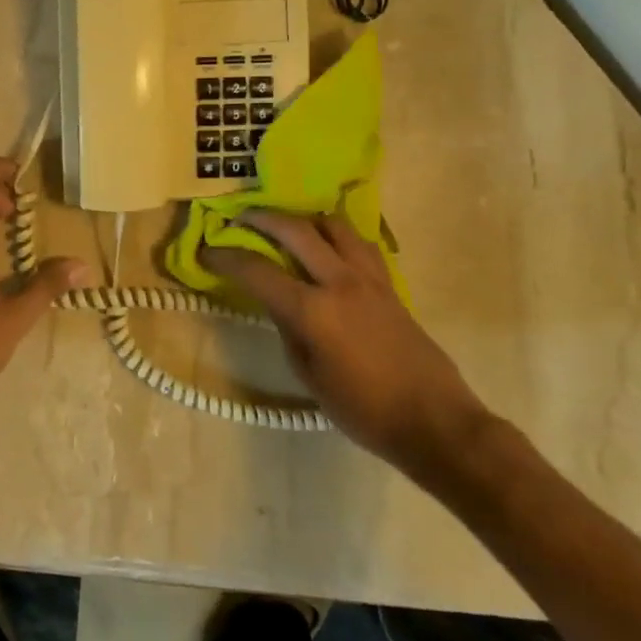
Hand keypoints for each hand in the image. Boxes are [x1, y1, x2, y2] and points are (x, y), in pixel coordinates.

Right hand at [201, 211, 491, 473]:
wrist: (434, 421)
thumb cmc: (363, 409)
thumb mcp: (309, 376)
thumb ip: (288, 331)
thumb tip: (277, 303)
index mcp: (313, 311)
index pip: (257, 271)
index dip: (226, 258)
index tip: (207, 251)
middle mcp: (340, 282)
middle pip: (295, 230)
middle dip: (261, 218)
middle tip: (240, 218)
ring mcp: (370, 279)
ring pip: (334, 226)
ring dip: (304, 219)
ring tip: (288, 227)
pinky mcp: (390, 285)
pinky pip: (359, 244)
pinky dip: (337, 236)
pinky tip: (328, 248)